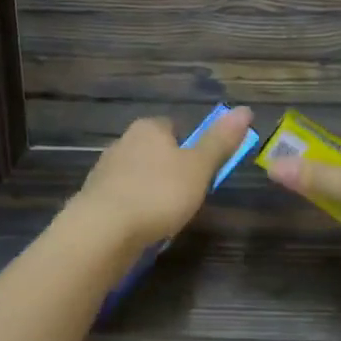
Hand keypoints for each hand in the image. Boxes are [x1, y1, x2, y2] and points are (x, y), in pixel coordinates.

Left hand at [73, 109, 255, 252]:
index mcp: (148, 128)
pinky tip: (145, 227)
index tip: (203, 170)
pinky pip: (124, 200)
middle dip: (171, 171)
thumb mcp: (199, 167)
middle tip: (190, 196)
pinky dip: (136, 210)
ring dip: (153, 192)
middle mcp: (122, 142)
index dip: (192, 147)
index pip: (175, 127)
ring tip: (168, 216)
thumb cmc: (158, 193)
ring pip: (139, 177)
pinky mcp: (95, 200)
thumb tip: (245, 110)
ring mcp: (105, 172)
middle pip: (156, 152)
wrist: (103, 231)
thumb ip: (220, 141)